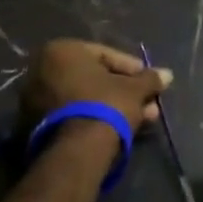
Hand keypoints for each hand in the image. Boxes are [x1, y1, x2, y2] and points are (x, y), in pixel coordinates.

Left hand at [22, 40, 171, 136]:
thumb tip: (167, 74)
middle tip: (147, 101)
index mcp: (62, 51)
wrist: (77, 150)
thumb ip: (149, 79)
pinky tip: (119, 128)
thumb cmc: (106, 105)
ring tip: (142, 119)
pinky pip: (73, 114)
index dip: (132, 68)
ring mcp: (35, 99)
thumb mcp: (134, 89)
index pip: (104, 54)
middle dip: (124, 90)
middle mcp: (42, 70)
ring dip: (113, 106)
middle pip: (93, 78)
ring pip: (84, 98)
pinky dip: (95, 118)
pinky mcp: (36, 126)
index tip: (149, 81)